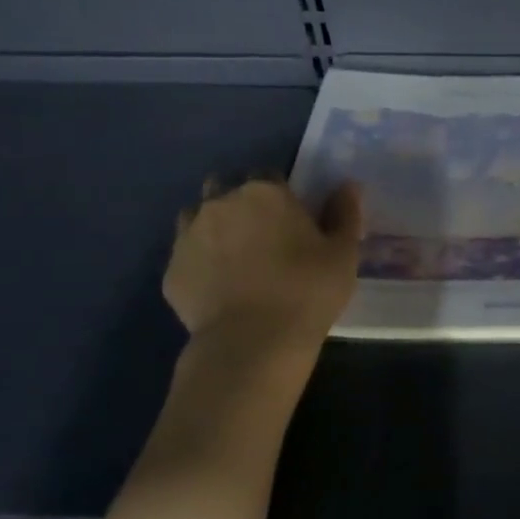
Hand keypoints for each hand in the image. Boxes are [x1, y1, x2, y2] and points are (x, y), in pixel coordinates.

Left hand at [163, 177, 363, 353]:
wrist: (251, 343)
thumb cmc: (307, 291)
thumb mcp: (343, 253)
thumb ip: (345, 213)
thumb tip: (347, 186)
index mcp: (265, 192)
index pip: (269, 175)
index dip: (280, 194)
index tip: (292, 218)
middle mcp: (221, 203)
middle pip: (226, 188)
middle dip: (240, 202)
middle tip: (262, 235)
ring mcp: (189, 235)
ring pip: (198, 217)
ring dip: (214, 228)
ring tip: (236, 259)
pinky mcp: (171, 271)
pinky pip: (186, 256)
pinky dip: (200, 264)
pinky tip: (218, 287)